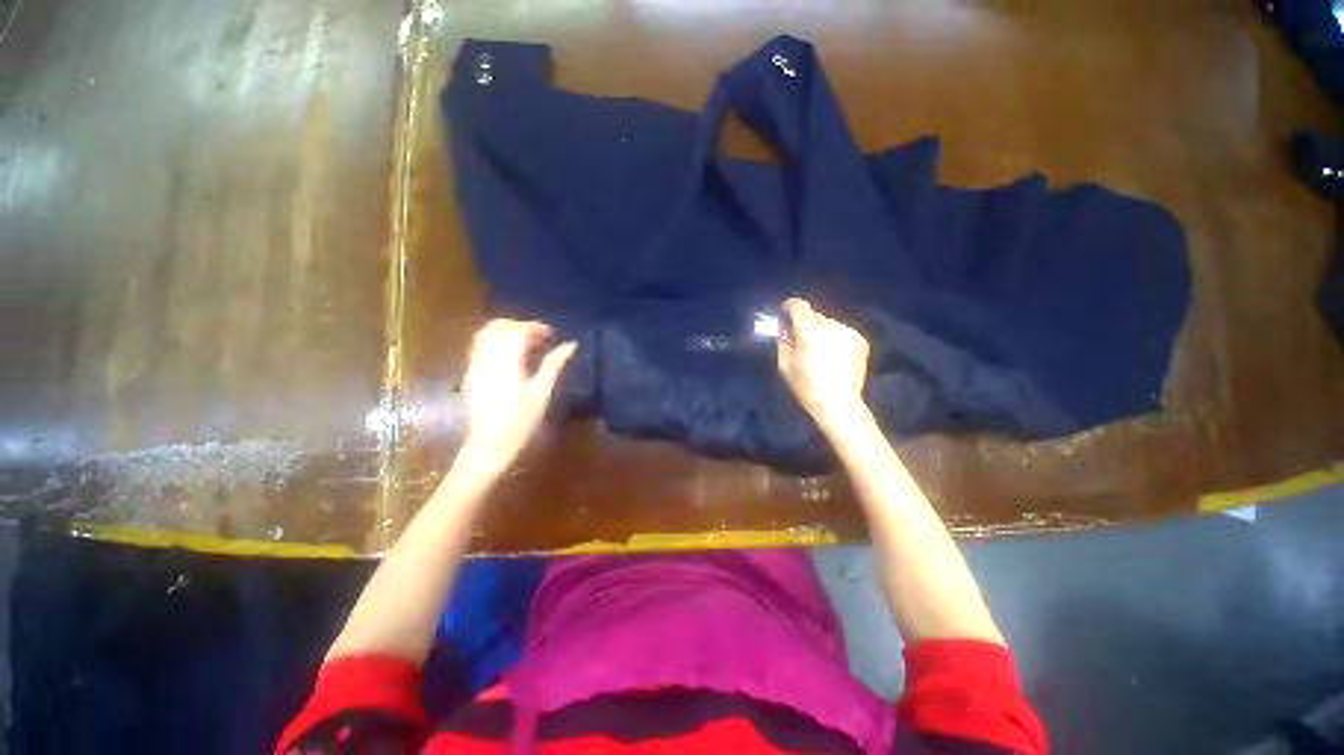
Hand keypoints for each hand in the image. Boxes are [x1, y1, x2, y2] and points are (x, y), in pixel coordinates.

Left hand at [461, 319, 576, 468]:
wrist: (491, 444)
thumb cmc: (522, 420)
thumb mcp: (542, 391)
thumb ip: (554, 364)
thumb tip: (571, 345)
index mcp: (507, 361)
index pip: (518, 331)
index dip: (536, 327)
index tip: (551, 334)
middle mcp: (487, 358)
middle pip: (498, 327)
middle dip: (519, 326)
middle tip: (538, 337)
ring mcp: (474, 365)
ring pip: (485, 334)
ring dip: (505, 332)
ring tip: (524, 344)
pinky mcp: (469, 374)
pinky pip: (479, 347)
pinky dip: (494, 342)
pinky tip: (508, 356)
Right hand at [777, 298, 870, 432]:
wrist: (839, 403)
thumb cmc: (806, 386)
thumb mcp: (784, 365)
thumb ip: (783, 341)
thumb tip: (784, 328)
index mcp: (810, 331)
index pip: (799, 306)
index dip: (790, 307)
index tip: (785, 313)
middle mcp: (831, 325)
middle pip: (814, 315)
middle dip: (806, 323)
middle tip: (800, 339)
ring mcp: (848, 332)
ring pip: (829, 324)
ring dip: (821, 332)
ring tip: (818, 350)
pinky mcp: (861, 340)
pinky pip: (842, 333)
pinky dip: (835, 339)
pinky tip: (834, 356)